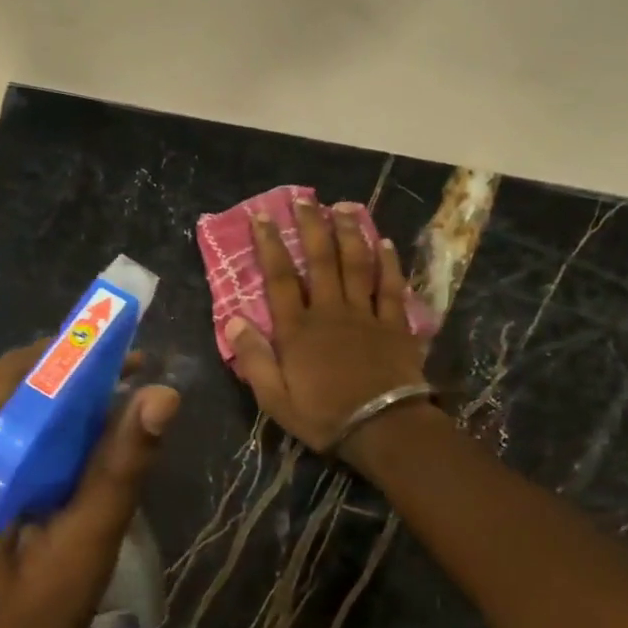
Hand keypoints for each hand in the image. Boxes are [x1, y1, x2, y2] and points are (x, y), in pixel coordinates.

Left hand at [0, 344, 178, 627]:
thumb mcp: (80, 553)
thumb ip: (117, 470)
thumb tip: (161, 394)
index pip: (17, 376)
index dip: (77, 356)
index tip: (132, 357)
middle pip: (7, 392)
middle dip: (71, 382)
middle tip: (132, 390)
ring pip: (1, 415)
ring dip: (56, 411)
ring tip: (113, 423)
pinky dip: (35, 440)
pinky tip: (73, 461)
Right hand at [225, 196, 426, 458]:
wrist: (383, 428)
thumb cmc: (323, 416)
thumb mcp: (274, 397)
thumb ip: (254, 358)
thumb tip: (233, 319)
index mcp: (298, 330)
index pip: (279, 279)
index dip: (270, 246)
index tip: (263, 218)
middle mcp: (330, 312)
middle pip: (320, 261)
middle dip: (311, 227)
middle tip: (304, 200)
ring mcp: (365, 315)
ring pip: (356, 265)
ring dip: (349, 233)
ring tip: (343, 207)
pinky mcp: (394, 325)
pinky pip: (390, 287)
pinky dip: (387, 262)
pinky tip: (383, 241)